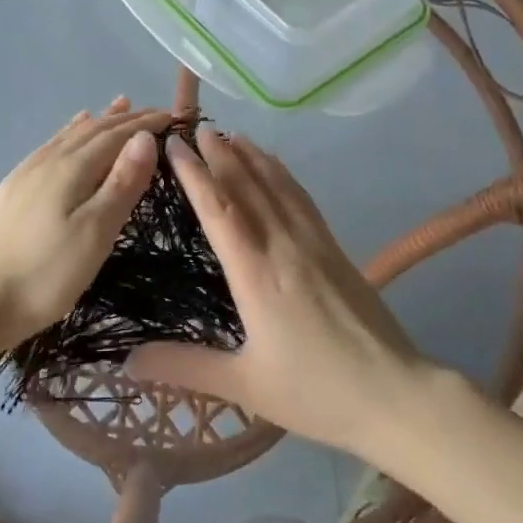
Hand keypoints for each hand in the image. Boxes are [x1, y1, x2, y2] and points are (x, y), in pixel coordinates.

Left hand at [0, 97, 170, 344]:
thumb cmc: (50, 273)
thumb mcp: (97, 232)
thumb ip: (122, 182)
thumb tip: (145, 137)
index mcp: (72, 168)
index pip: (116, 135)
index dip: (145, 124)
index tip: (173, 118)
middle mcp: (49, 159)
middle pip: (94, 129)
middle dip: (126, 119)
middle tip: (155, 112)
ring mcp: (28, 171)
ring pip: (71, 134)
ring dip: (100, 119)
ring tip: (120, 105)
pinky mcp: (15, 186)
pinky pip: (52, 144)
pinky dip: (72, 131)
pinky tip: (72, 131)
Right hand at [125, 128, 429, 459]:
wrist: (395, 395)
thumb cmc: (315, 393)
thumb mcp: (245, 386)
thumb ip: (185, 368)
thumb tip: (128, 362)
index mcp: (256, 275)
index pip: (219, 210)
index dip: (195, 175)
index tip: (174, 146)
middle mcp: (283, 246)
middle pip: (248, 187)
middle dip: (221, 154)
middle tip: (197, 127)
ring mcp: (314, 243)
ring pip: (277, 186)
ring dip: (252, 156)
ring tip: (232, 134)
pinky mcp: (335, 249)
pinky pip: (302, 199)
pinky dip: (283, 174)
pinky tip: (277, 168)